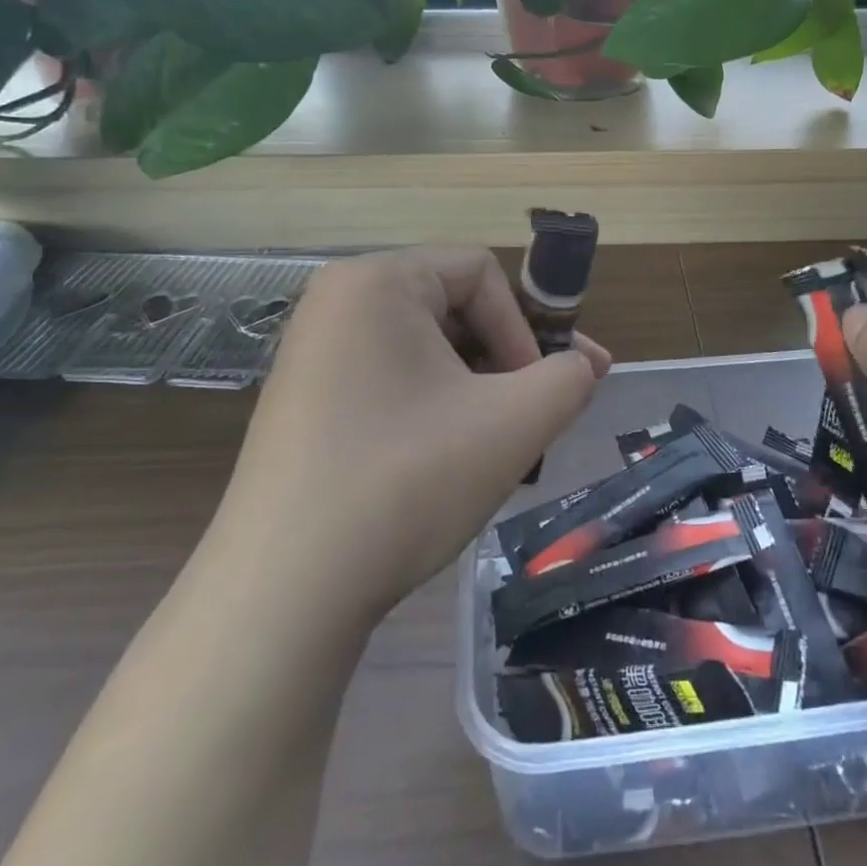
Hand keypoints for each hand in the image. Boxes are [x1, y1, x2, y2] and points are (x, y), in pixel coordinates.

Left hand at [219, 247, 609, 618]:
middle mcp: (336, 302)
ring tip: (496, 448)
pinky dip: (433, 410)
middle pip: (453, 308)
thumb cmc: (406, 482)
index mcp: (377, 281)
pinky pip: (391, 382)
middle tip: (535, 419)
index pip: (481, 272)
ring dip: (476, 390)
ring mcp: (313, 354)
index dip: (525, 326)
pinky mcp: (305, 402)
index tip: (538, 392)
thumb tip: (583, 367)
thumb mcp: (513, 423)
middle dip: (506, 361)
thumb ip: (569, 379)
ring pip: (426, 351)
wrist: (283, 593)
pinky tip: (445, 464)